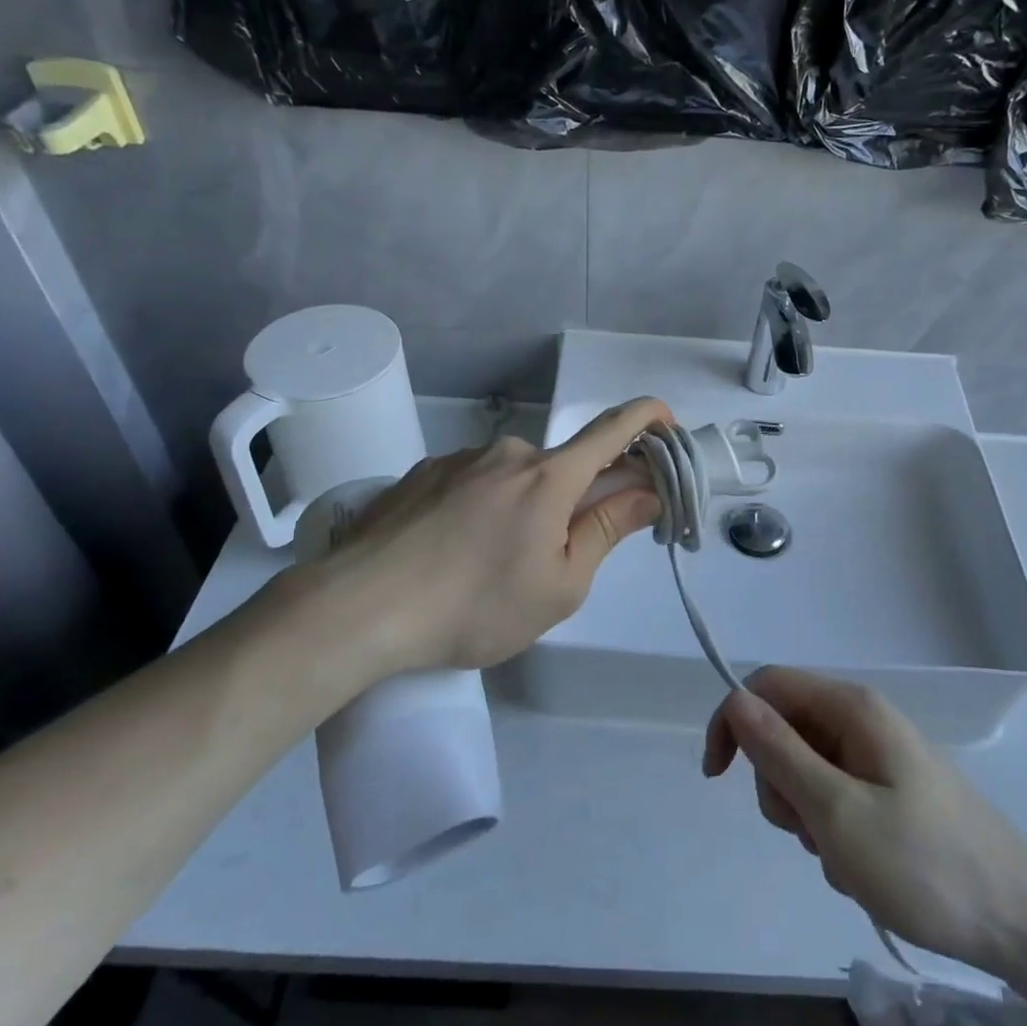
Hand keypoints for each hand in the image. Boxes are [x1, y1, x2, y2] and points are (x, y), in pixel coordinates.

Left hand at [273, 398, 669, 673]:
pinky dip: (480, 510)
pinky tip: (451, 554)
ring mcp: (459, 460)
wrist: (358, 608)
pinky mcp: (420, 474)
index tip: (667, 423)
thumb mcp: (559, 585)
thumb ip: (606, 530)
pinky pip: (470, 484)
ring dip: (521, 509)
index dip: (648, 418)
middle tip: (552, 557)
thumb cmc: (476, 606)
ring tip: (488, 568)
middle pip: (560, 467)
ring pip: (512, 479)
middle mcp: (508, 453)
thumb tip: (646, 491)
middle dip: (572, 500)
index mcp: (550, 477)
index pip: (613, 429)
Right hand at [703, 667, 1026, 979]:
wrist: (1020, 922)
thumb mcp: (837, 811)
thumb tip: (734, 701)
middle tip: (812, 832)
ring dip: (807, 818)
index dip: (734, 720)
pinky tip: (863, 867)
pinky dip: (833, 833)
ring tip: (844, 857)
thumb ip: (779, 752)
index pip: (767, 686)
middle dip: (779, 784)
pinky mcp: (889, 791)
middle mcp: (862, 720)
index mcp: (852, 707)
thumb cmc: (924, 864)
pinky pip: (834, 798)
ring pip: (805, 770)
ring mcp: (877, 756)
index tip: (718, 776)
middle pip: (784, 731)